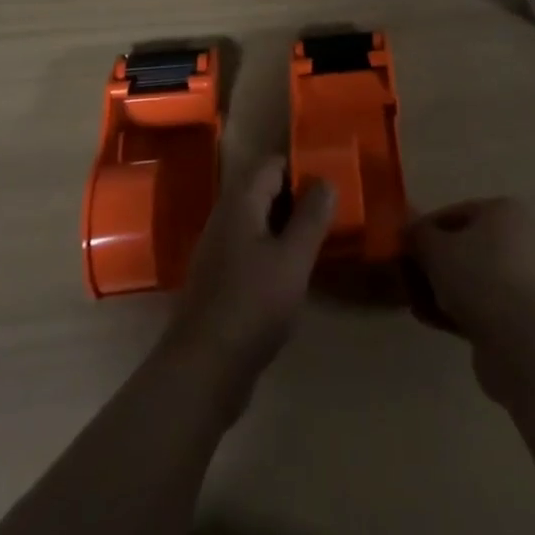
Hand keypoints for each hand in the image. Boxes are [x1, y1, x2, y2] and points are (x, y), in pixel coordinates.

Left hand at [164, 156, 334, 389]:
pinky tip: (293, 274)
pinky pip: (250, 249)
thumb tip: (326, 180)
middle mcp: (224, 217)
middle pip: (264, 190)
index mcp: (240, 201)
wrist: (202, 370)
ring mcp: (217, 249)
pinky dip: (273, 251)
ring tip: (318, 241)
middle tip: (331, 213)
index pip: (273, 164)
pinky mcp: (218, 279)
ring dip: (286, 227)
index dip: (303, 168)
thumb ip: (312, 217)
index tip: (332, 182)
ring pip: (258, 222)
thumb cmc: (253, 305)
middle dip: (297, 198)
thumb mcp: (293, 259)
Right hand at [407, 197, 534, 398]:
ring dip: (443, 290)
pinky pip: (483, 307)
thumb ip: (419, 236)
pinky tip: (432, 321)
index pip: (457, 212)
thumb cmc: (481, 277)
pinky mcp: (524, 319)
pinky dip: (458, 312)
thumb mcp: (437, 249)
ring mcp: (526, 281)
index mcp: (506, 211)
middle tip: (408, 278)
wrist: (527, 344)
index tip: (403, 247)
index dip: (426, 229)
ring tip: (416, 304)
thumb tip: (409, 232)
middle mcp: (522, 240)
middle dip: (434, 263)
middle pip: (467, 247)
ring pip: (474, 280)